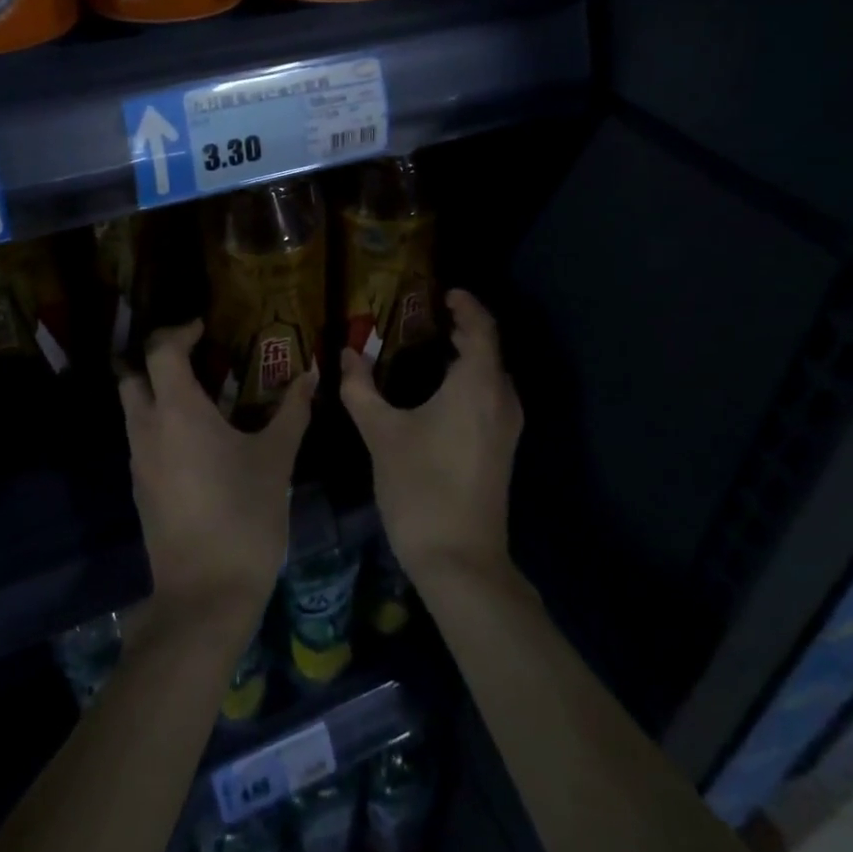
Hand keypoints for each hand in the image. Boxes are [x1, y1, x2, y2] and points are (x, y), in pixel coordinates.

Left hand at [120, 320, 315, 632]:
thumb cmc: (244, 516)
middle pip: (133, 375)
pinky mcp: (141, 489)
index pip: (162, 350)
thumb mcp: (276, 459)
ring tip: (201, 395)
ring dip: (157, 391)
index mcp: (178, 411)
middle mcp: (148, 428)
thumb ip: (292, 411)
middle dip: (157, 358)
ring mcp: (139, 461)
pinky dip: (160, 424)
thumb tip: (311, 375)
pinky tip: (195, 440)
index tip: (204, 328)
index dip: (180, 331)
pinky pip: (142, 439)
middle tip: (195, 357)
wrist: (205, 595)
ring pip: (134, 408)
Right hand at [339, 290, 522, 588]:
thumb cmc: (420, 487)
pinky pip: (491, 395)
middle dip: (463, 327)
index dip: (466, 305)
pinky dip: (471, 378)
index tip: (442, 292)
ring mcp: (507, 426)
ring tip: (430, 345)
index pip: (482, 328)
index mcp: (477, 385)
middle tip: (426, 315)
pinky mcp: (503, 448)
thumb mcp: (381, 433)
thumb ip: (361, 389)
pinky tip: (440, 388)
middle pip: (490, 348)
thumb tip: (345, 354)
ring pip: (492, 374)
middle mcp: (501, 399)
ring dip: (469, 354)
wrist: (460, 560)